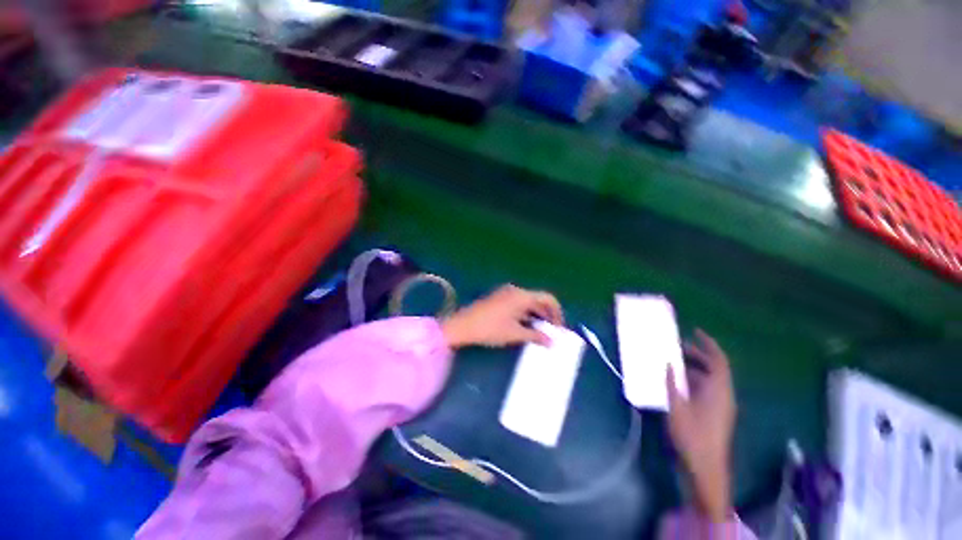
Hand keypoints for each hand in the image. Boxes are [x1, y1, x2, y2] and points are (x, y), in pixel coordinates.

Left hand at [440, 285, 563, 348]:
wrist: (462, 326)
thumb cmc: (490, 329)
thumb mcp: (515, 334)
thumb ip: (536, 336)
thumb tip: (552, 341)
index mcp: (522, 296)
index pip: (548, 298)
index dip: (557, 313)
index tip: (559, 329)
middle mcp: (515, 291)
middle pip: (538, 300)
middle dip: (546, 316)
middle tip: (551, 333)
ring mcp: (505, 293)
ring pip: (527, 303)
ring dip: (536, 316)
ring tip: (540, 333)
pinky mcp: (498, 299)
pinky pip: (518, 304)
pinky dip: (525, 314)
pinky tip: (525, 327)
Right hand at [667, 329, 736, 521]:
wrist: (705, 467)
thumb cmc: (692, 435)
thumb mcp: (676, 406)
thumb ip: (672, 382)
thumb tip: (668, 363)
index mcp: (719, 390)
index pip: (718, 360)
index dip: (708, 344)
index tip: (695, 331)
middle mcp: (723, 395)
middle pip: (714, 368)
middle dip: (697, 355)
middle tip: (676, 346)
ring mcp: (720, 405)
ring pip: (709, 379)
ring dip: (693, 368)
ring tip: (672, 362)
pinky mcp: (715, 413)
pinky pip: (705, 389)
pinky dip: (692, 381)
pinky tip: (676, 382)